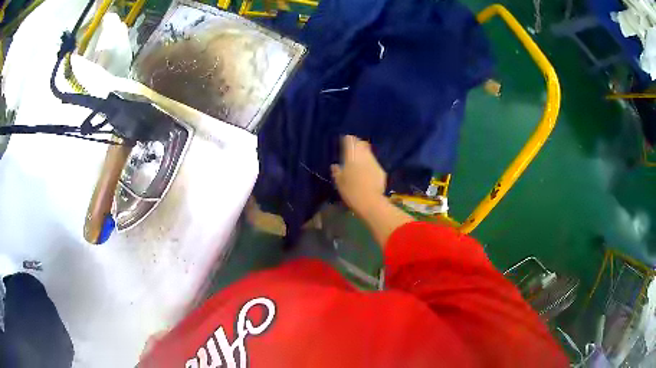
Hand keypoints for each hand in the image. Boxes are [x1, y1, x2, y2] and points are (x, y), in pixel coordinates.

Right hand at [331, 135, 386, 215]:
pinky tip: (367, 172)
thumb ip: (336, 171)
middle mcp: (364, 156)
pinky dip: (370, 164)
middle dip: (357, 144)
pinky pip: (374, 163)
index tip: (344, 141)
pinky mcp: (381, 170)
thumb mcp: (339, 182)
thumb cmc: (351, 191)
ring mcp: (374, 162)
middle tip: (352, 149)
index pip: (350, 140)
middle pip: (361, 144)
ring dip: (364, 154)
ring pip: (368, 153)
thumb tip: (335, 166)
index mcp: (351, 156)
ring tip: (359, 160)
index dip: (347, 139)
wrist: (370, 201)